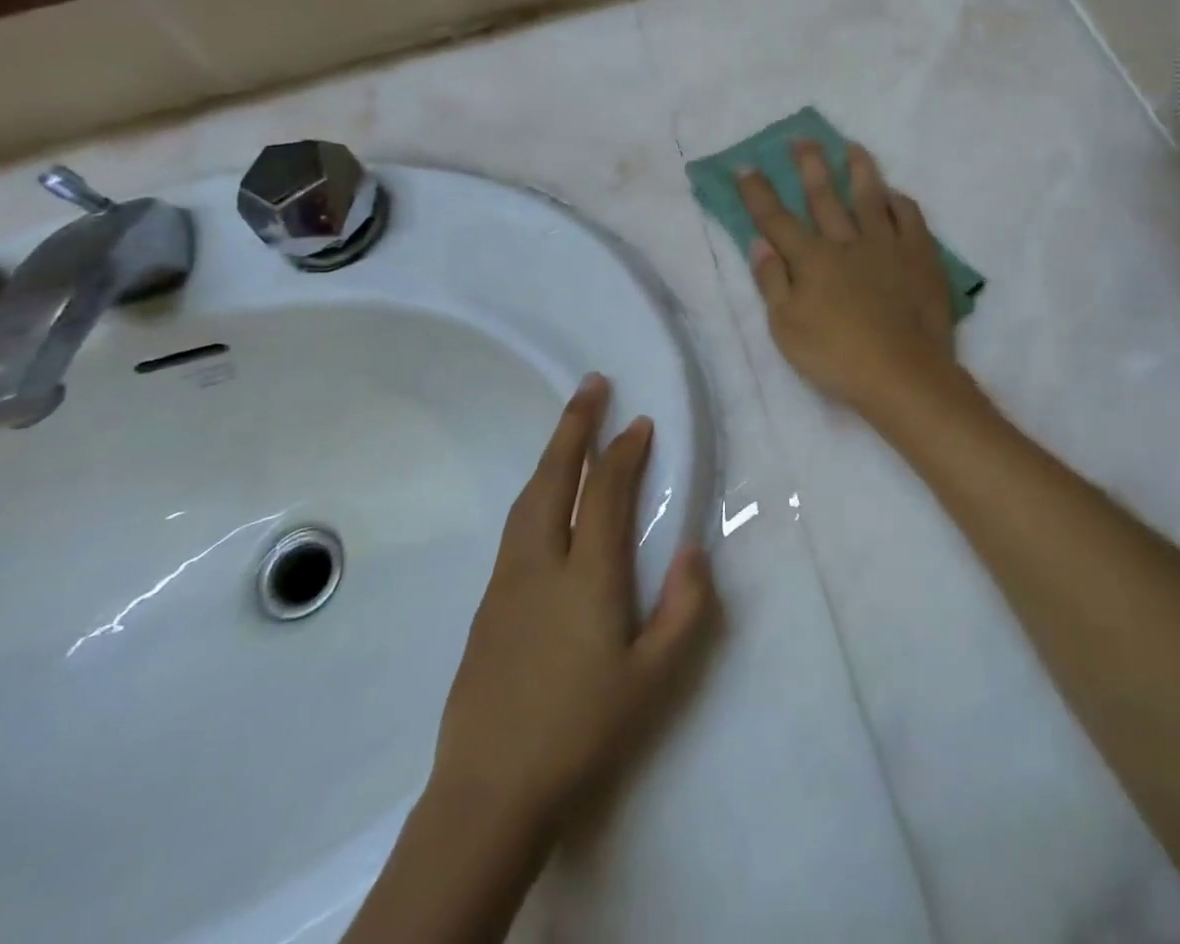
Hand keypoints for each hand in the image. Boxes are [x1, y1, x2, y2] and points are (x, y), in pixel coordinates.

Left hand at [431, 375, 714, 830]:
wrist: (488, 794)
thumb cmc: (582, 733)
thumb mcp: (653, 681)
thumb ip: (684, 611)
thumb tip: (693, 551)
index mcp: (587, 578)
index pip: (606, 493)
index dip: (624, 452)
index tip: (640, 423)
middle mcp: (541, 565)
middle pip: (555, 478)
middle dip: (574, 426)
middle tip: (591, 385)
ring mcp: (507, 582)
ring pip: (528, 498)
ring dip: (552, 454)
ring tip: (569, 428)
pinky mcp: (487, 604)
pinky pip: (516, 525)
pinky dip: (537, 491)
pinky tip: (546, 499)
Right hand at [736, 141, 958, 412]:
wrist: (903, 373)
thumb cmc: (836, 356)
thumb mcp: (787, 327)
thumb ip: (772, 281)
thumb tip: (759, 242)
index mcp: (811, 259)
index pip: (777, 219)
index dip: (758, 192)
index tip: (746, 166)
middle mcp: (847, 242)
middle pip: (824, 196)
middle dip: (809, 165)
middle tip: (802, 138)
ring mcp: (887, 245)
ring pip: (870, 197)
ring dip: (859, 169)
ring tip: (852, 146)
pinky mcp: (920, 256)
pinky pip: (910, 218)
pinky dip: (900, 202)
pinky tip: (895, 194)